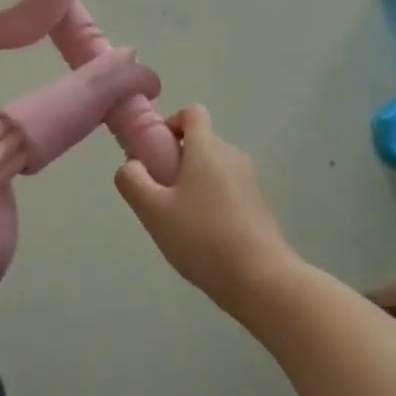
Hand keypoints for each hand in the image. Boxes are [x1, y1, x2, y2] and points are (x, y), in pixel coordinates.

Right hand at [116, 106, 294, 313]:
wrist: (263, 282)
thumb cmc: (202, 238)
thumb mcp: (153, 211)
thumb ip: (132, 181)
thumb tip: (131, 166)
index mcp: (207, 148)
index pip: (192, 113)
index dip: (172, 123)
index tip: (157, 151)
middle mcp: (232, 156)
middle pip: (202, 143)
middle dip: (178, 161)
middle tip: (161, 195)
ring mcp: (251, 182)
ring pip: (215, 169)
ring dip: (195, 184)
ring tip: (181, 222)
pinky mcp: (261, 207)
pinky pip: (229, 191)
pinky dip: (214, 203)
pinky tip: (206, 239)